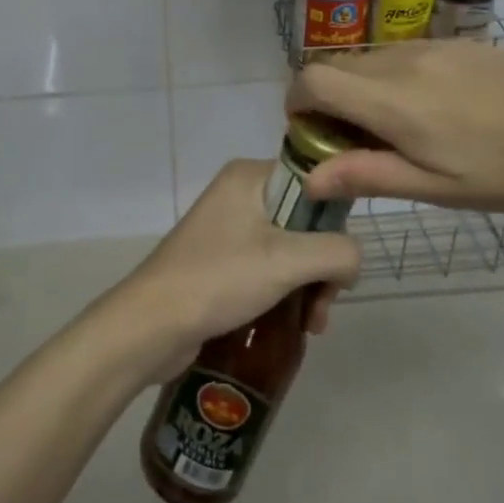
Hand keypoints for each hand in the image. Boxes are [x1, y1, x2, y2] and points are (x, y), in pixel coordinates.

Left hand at [105, 159, 360, 383]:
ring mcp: (229, 228)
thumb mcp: (287, 262)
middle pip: (306, 221)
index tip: (340, 261)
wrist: (151, 325)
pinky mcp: (222, 261)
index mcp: (250, 176)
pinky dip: (287, 292)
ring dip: (309, 286)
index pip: (314, 182)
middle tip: (324, 303)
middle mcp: (239, 194)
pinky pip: (270, 267)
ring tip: (311, 325)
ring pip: (292, 249)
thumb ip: (337, 252)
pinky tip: (296, 326)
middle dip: (323, 265)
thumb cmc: (219, 280)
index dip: (335, 221)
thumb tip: (352, 261)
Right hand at [285, 40, 503, 217]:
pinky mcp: (460, 43)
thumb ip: (368, 175)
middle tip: (355, 143)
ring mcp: (434, 46)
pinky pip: (404, 54)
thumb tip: (309, 177)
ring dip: (361, 90)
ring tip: (399, 131)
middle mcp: (403, 61)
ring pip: (370, 59)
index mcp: (393, 100)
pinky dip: (394, 78)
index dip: (297, 104)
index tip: (312, 135)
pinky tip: (436, 111)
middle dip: (327, 101)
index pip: (313, 79)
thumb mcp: (437, 189)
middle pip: (336, 67)